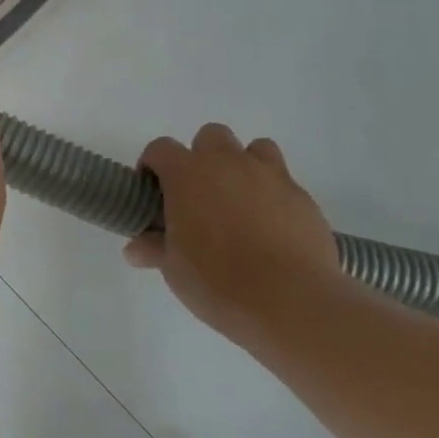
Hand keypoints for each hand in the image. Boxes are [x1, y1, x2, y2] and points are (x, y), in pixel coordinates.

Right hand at [124, 126, 344, 336]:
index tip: (152, 191)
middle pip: (211, 136)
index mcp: (188, 175)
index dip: (152, 165)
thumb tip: (135, 249)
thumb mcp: (174, 269)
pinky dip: (272, 195)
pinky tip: (270, 228)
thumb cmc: (217, 281)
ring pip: (255, 148)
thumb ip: (155, 249)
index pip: (161, 148)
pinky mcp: (303, 197)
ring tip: (239, 202)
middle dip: (201, 157)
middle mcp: (228, 164)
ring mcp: (270, 176)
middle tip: (198, 196)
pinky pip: (283, 182)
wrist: (291, 301)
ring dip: (243, 166)